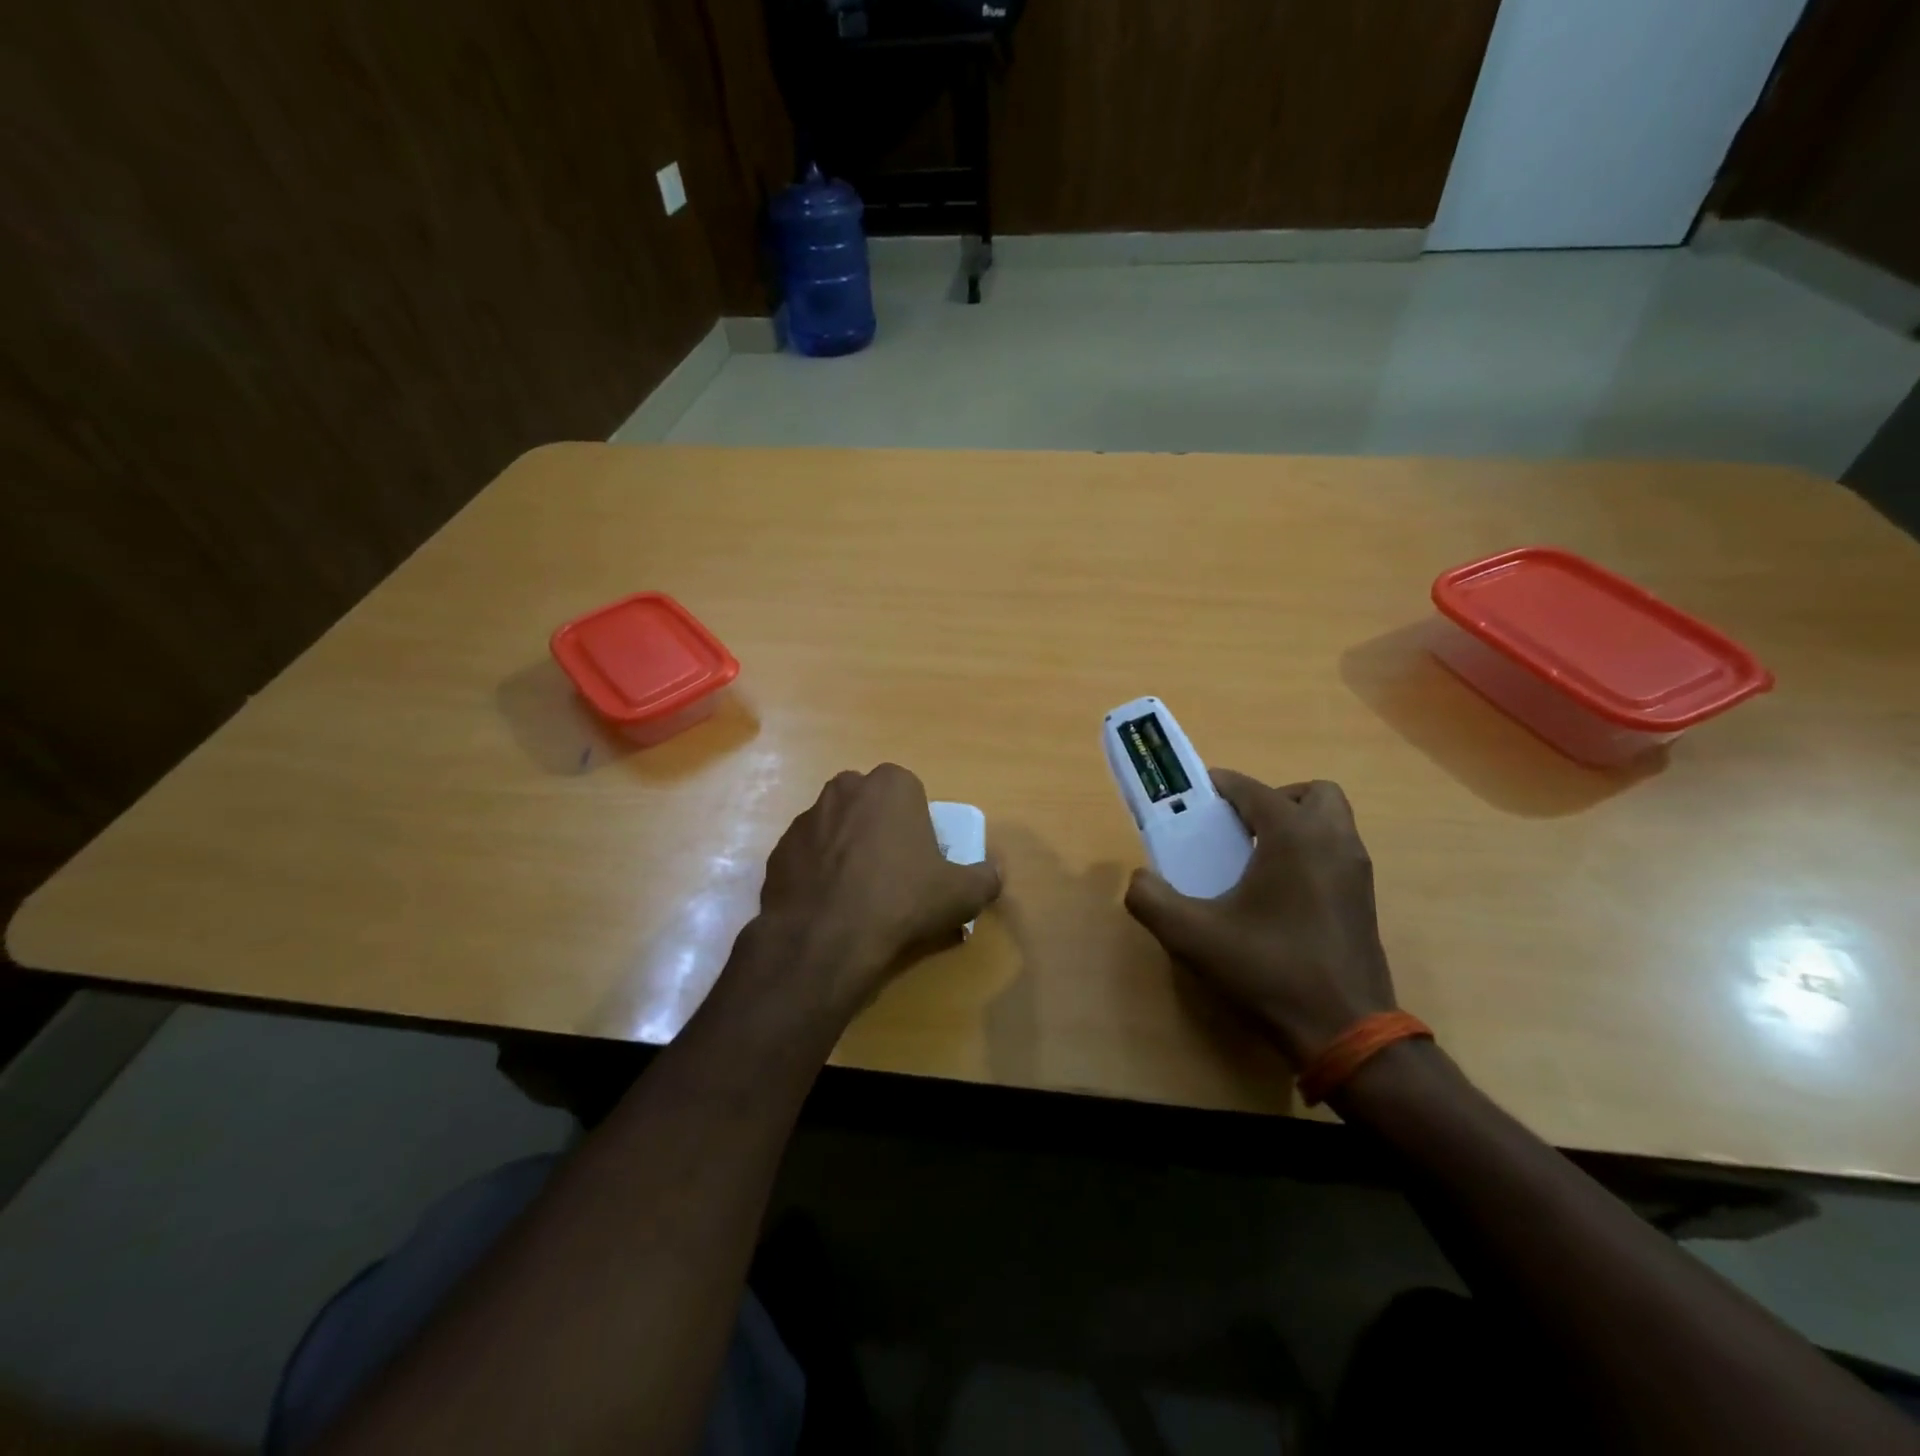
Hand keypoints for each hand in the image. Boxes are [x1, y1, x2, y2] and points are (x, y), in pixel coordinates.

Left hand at [747, 764, 1000, 1025]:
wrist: (824, 939)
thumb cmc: (902, 901)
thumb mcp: (962, 894)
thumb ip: (986, 876)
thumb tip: (994, 872)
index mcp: (891, 785)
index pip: (911, 794)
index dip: (918, 826)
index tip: (922, 860)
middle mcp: (845, 788)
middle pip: (871, 806)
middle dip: (880, 830)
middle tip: (893, 875)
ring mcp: (806, 818)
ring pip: (837, 828)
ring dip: (848, 850)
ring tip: (858, 895)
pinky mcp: (778, 850)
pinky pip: (809, 856)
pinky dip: (819, 873)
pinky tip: (829, 906)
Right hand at [1124, 772, 1395, 1065]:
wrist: (1345, 1032)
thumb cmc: (1268, 971)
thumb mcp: (1192, 937)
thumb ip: (1151, 899)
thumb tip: (1140, 879)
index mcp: (1294, 837)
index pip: (1253, 790)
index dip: (1220, 785)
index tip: (1194, 796)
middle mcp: (1333, 842)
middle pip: (1309, 793)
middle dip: (1272, 800)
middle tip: (1239, 828)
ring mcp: (1357, 872)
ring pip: (1330, 822)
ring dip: (1294, 825)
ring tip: (1255, 859)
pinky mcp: (1365, 901)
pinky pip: (1336, 853)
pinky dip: (1309, 854)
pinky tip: (1278, 894)